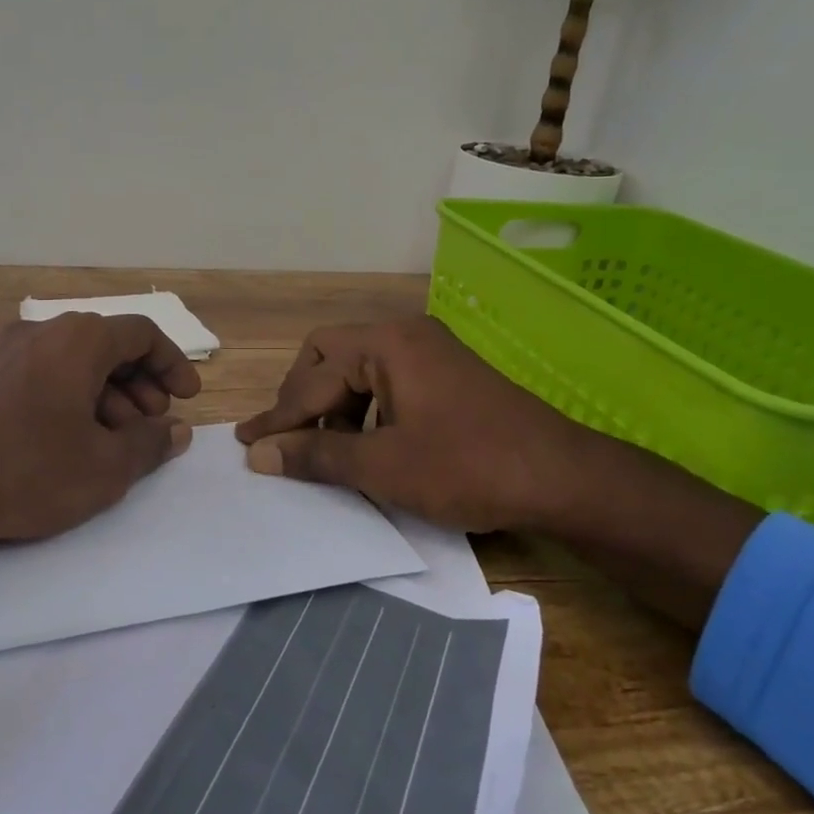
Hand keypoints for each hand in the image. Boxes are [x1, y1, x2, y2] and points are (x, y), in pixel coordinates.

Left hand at [0, 312, 200, 551]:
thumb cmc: (29, 471)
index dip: (172, 364)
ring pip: (70, 364)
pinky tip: (63, 442)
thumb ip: (150, 443)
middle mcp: (40, 331)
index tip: (187, 398)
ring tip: (110, 442)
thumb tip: (176, 431)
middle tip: (150, 426)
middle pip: (106, 347)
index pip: (141, 333)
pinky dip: (66, 399)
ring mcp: (2, 352)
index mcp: (78, 339)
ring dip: (103, 397)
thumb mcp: (106, 466)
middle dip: (139, 386)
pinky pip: (38, 376)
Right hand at [234, 317, 594, 534]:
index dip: (279, 415)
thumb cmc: (468, 467)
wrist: (564, 479)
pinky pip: (386, 382)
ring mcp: (430, 352)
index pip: (313, 376)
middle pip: (329, 355)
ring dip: (333, 406)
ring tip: (325, 450)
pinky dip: (364, 410)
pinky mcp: (446, 375)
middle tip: (287, 440)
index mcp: (386, 343)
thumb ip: (316, 455)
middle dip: (303, 398)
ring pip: (358, 369)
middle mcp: (405, 335)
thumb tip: (259, 455)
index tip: (249, 446)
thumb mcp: (383, 466)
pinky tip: (366, 445)